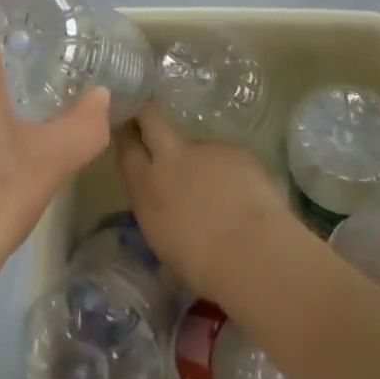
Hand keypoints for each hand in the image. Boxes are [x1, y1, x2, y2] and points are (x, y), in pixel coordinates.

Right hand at [116, 103, 309, 306]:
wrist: (251, 254)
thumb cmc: (202, 266)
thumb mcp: (164, 241)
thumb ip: (159, 211)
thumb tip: (166, 205)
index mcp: (146, 188)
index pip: (128, 148)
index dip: (127, 135)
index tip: (128, 129)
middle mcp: (170, 158)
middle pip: (151, 117)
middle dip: (149, 112)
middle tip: (151, 115)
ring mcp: (204, 149)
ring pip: (197, 143)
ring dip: (202, 159)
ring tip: (220, 188)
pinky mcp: (235, 149)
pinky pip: (228, 157)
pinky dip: (232, 172)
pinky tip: (244, 195)